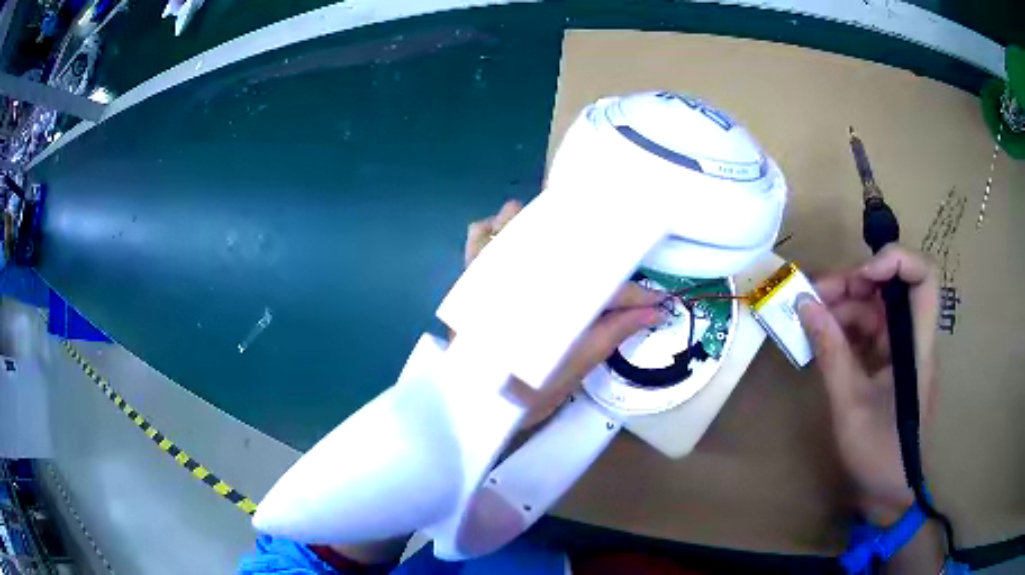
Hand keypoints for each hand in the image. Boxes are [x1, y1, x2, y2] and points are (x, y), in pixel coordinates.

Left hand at [465, 200, 663, 426]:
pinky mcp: (470, 277)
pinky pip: (478, 237)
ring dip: (544, 224)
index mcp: (551, 302)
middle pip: (566, 245)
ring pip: (518, 226)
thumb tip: (654, 311)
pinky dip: (494, 228)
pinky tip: (511, 229)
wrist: (475, 405)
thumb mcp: (575, 367)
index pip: (601, 289)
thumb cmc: (525, 390)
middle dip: (599, 246)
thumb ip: (612, 333)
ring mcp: (493, 273)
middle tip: (625, 257)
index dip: (633, 293)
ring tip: (574, 234)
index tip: (657, 299)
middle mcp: (522, 278)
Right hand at [797, 244, 938, 525]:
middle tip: (813, 295)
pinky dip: (844, 328)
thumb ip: (831, 353)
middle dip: (853, 282)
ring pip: (876, 307)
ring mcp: (901, 350)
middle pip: (891, 287)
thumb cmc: (878, 454)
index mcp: (917, 346)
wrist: (888, 494)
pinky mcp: (889, 363)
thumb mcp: (850, 406)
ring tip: (808, 317)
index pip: (923, 278)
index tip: (860, 274)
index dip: (896, 260)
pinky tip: (821, 337)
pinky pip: (868, 331)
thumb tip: (805, 305)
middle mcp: (912, 338)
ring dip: (843, 305)